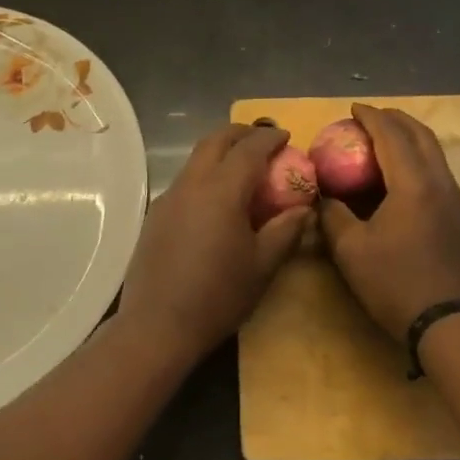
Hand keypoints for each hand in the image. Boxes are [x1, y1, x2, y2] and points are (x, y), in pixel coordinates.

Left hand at [117, 123, 311, 365]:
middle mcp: (191, 183)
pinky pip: (185, 180)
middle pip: (215, 140)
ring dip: (220, 152)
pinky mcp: (155, 215)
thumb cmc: (218, 296)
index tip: (286, 136)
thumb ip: (285, 230)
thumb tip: (304, 209)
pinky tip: (216, 200)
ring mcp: (168, 197)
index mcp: (221, 190)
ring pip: (196, 158)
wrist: (156, 327)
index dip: (269, 138)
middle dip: (241, 133)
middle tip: (263, 139)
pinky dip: (205, 174)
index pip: (249, 148)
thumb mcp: (262, 266)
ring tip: (242, 167)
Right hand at [319, 104, 459, 342]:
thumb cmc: (395, 284)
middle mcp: (440, 183)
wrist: (450, 325)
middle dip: (395, 119)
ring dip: (409, 139)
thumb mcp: (350, 250)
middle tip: (369, 118)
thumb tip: (324, 197)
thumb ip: (333, 215)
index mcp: (413, 184)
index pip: (391, 135)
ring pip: (434, 153)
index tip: (352, 109)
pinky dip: (418, 160)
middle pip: (421, 135)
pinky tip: (400, 178)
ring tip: (383, 142)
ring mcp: (456, 201)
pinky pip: (438, 173)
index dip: (371, 117)